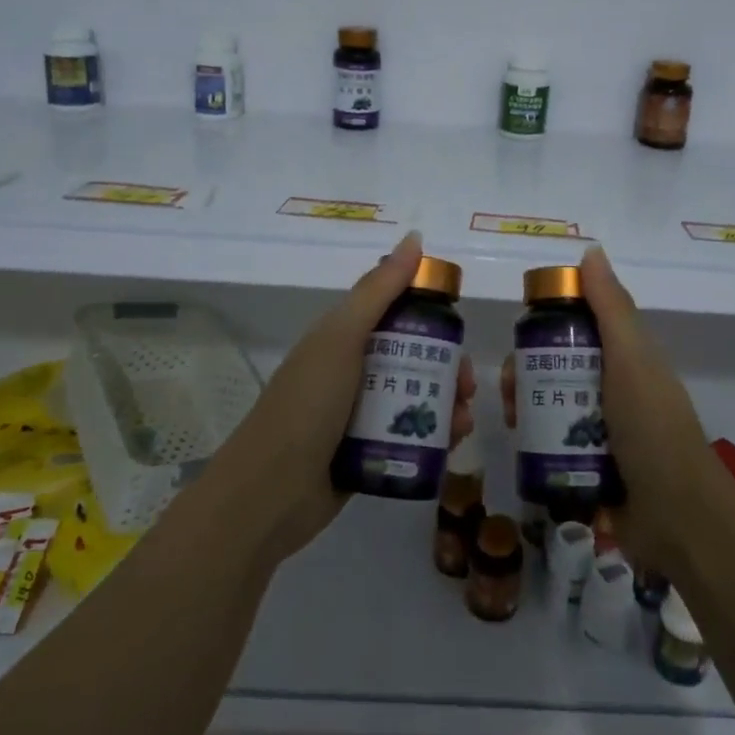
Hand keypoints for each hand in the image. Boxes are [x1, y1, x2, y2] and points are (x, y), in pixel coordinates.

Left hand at [203, 231, 475, 567]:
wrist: (268, 495)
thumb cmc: (307, 406)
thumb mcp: (342, 339)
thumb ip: (378, 290)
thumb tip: (414, 238)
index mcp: (342, 338)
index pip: (394, 313)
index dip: (429, 314)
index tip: (458, 328)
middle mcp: (352, 372)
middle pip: (412, 357)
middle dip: (446, 367)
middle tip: (465, 385)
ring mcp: (358, 415)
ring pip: (415, 398)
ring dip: (445, 404)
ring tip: (462, 423)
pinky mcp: (367, 453)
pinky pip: (408, 435)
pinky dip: (433, 436)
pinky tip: (451, 446)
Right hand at [500, 246, 723, 575]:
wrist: (677, 518)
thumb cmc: (653, 428)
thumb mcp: (632, 359)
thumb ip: (611, 307)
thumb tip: (590, 250)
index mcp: (626, 360)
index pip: (579, 328)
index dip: (547, 324)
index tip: (521, 333)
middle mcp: (612, 391)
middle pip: (557, 368)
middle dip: (526, 371)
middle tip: (507, 387)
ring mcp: (601, 432)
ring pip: (550, 405)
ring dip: (526, 405)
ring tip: (511, 419)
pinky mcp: (587, 467)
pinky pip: (551, 443)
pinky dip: (533, 440)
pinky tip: (517, 443)